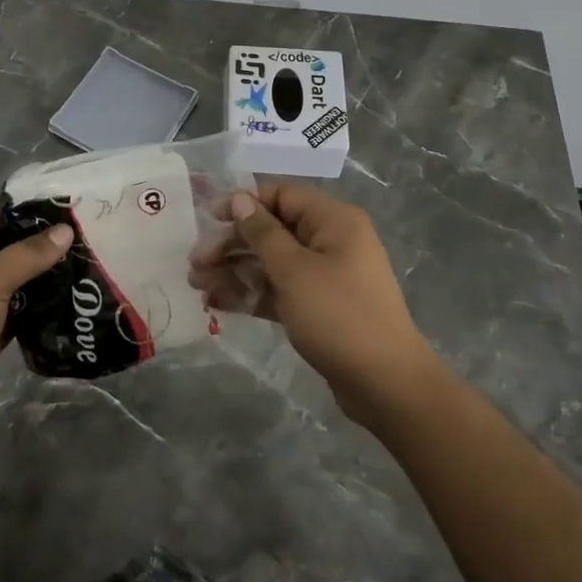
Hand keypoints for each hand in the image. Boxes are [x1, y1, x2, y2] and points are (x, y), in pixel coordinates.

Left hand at [0, 207, 71, 432]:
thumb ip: (29, 254)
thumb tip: (66, 231)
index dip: (22, 210)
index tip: (61, 207)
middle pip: (6, 247)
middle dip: (39, 244)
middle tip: (81, 235)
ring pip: (15, 280)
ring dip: (43, 275)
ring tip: (83, 262)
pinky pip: (19, 310)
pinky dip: (39, 306)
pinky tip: (70, 298)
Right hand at [191, 184, 431, 425]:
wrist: (386, 385)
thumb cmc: (339, 316)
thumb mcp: (294, 270)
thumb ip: (262, 233)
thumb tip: (240, 199)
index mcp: (332, 221)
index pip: (280, 196)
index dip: (243, 203)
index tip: (207, 219)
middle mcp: (329, 241)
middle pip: (271, 231)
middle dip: (231, 244)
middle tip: (195, 263)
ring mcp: (324, 276)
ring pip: (271, 263)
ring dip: (234, 271)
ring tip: (197, 287)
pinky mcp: (318, 307)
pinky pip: (278, 290)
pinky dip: (251, 294)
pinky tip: (217, 304)